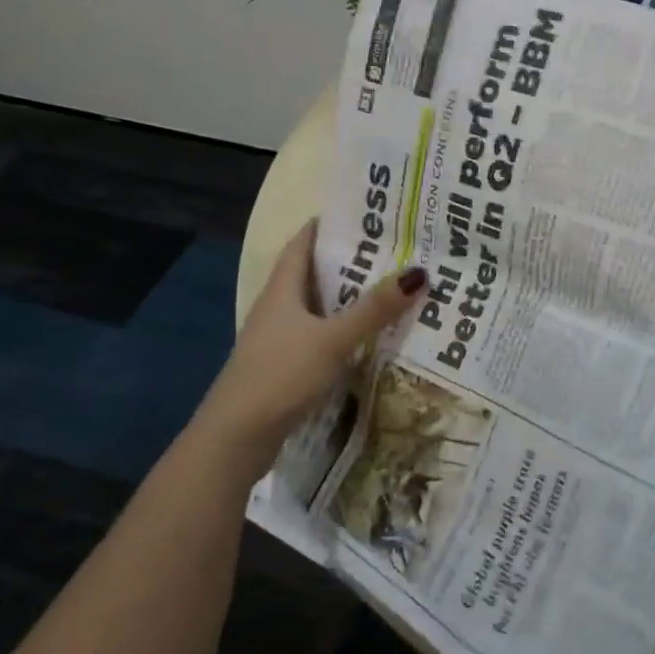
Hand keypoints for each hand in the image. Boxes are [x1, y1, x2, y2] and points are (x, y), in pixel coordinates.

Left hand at [196, 219, 426, 473]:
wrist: (236, 440)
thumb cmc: (280, 376)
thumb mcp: (333, 340)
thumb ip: (374, 310)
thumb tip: (419, 272)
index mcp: (282, 290)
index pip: (303, 243)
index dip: (329, 224)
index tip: (366, 214)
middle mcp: (278, 308)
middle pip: (314, 273)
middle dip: (350, 260)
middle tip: (394, 249)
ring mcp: (279, 339)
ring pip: (319, 306)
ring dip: (349, 297)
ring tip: (391, 286)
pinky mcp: (285, 366)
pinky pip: (320, 334)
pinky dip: (344, 328)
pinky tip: (370, 334)